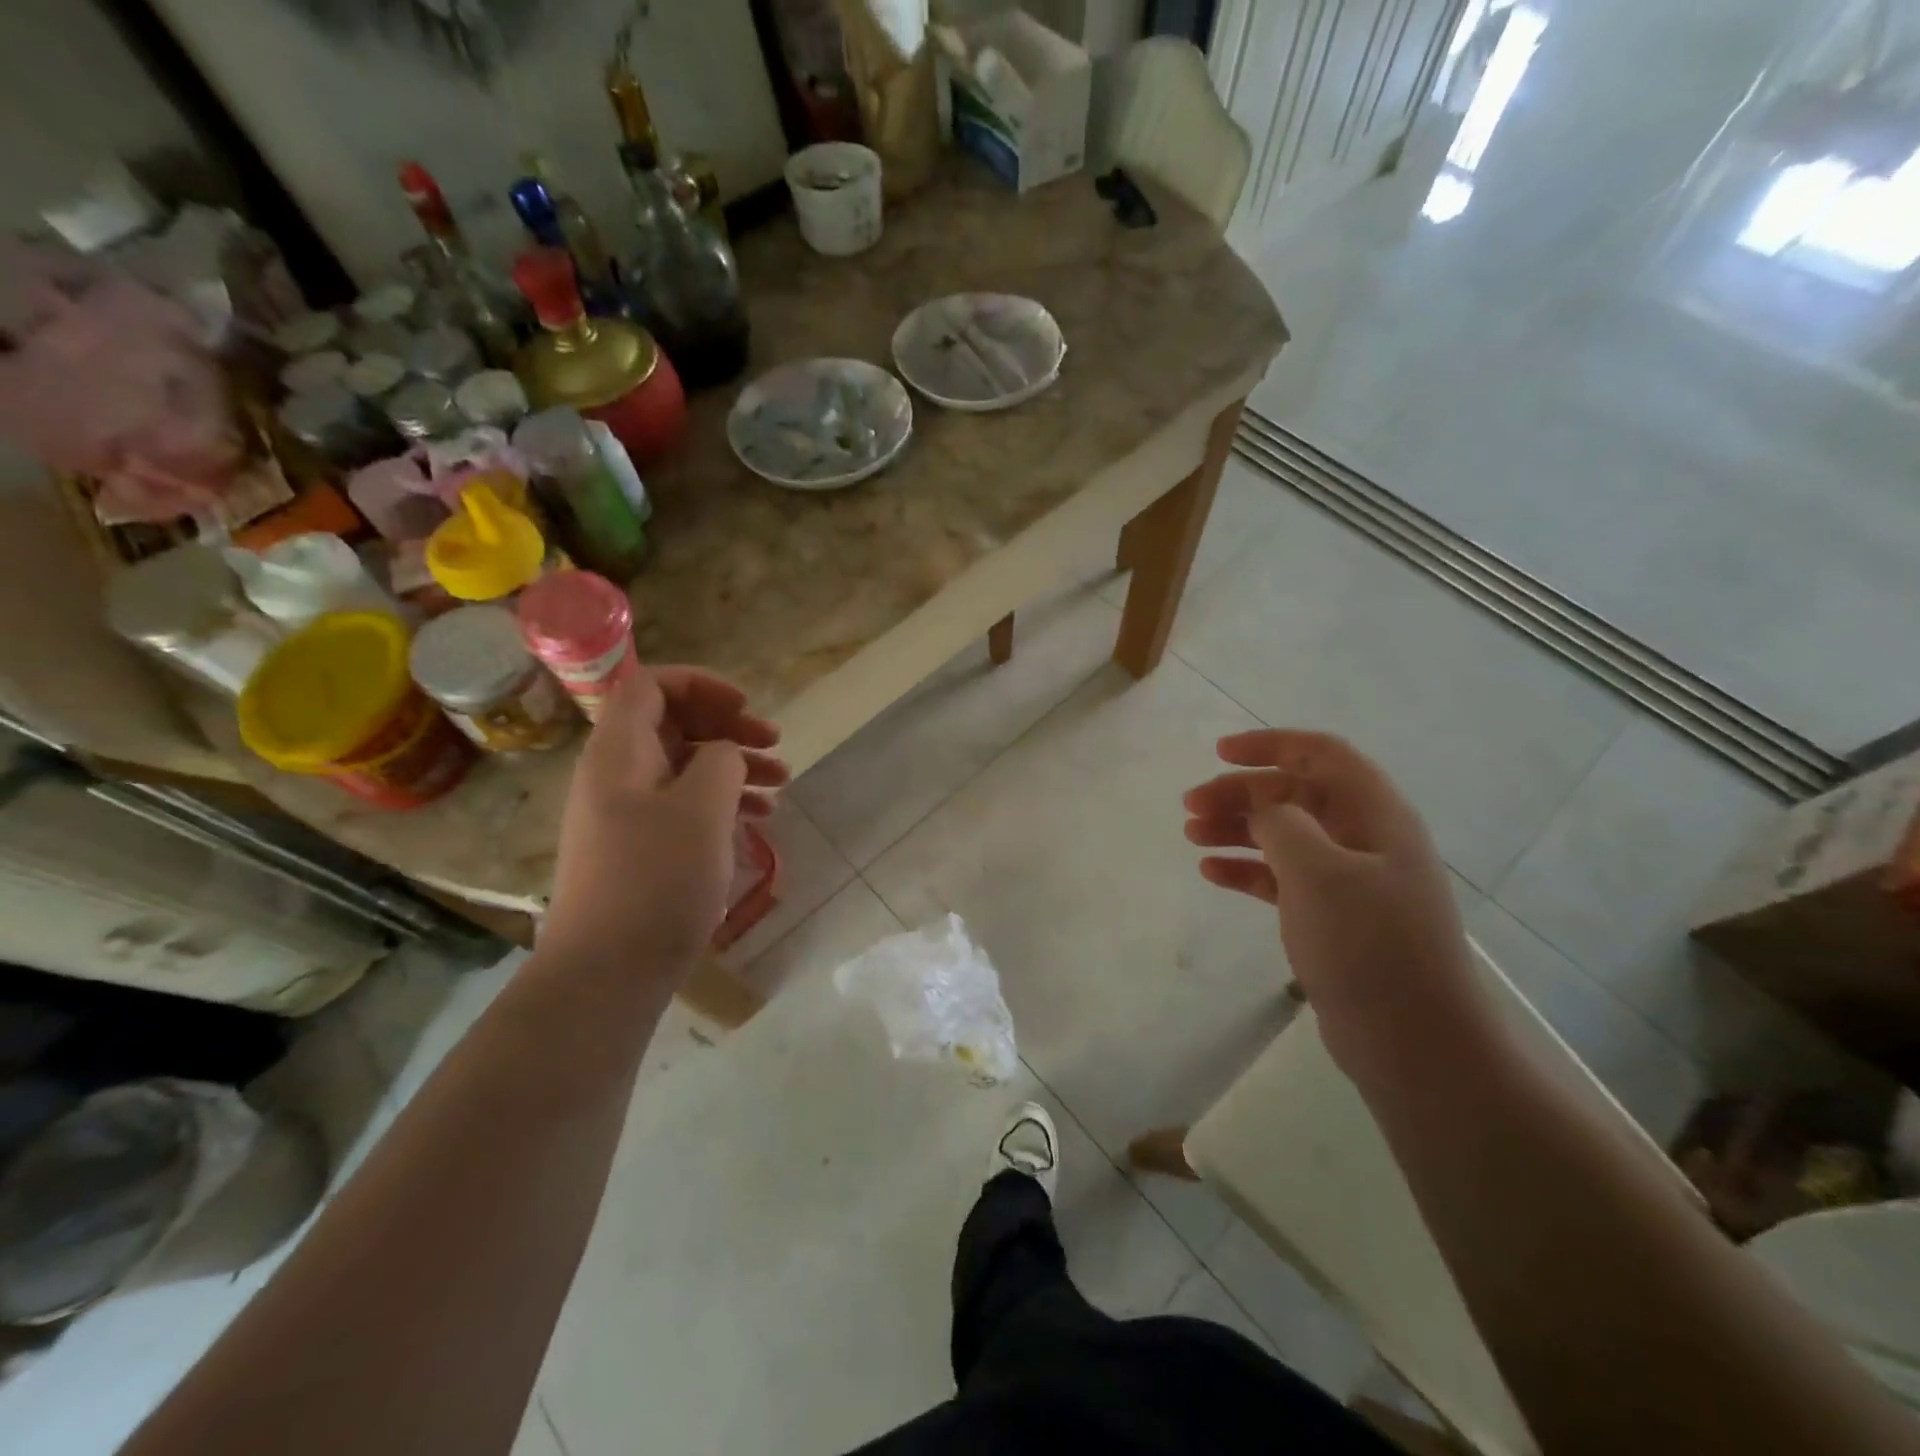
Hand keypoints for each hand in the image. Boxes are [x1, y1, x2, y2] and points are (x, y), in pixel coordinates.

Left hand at [541, 667, 788, 982]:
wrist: (607, 971)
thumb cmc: (656, 880)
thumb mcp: (701, 808)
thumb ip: (720, 760)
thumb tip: (723, 753)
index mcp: (619, 752)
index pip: (652, 686)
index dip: (702, 685)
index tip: (746, 707)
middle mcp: (616, 774)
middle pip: (673, 724)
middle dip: (728, 726)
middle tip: (775, 743)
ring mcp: (625, 814)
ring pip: (684, 766)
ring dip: (734, 766)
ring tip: (781, 783)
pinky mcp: (638, 848)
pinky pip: (683, 804)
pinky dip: (721, 801)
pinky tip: (758, 818)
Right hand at [1184, 730, 1493, 1078]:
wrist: (1414, 1041)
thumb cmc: (1369, 945)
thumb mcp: (1318, 871)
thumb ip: (1282, 823)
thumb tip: (1263, 807)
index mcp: (1376, 814)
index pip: (1321, 755)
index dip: (1271, 744)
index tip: (1219, 753)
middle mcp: (1365, 838)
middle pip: (1294, 794)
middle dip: (1241, 792)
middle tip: (1190, 805)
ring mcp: (1350, 880)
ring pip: (1284, 835)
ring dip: (1238, 829)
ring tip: (1191, 836)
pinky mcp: (1333, 918)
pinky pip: (1282, 878)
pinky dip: (1247, 870)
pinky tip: (1211, 873)